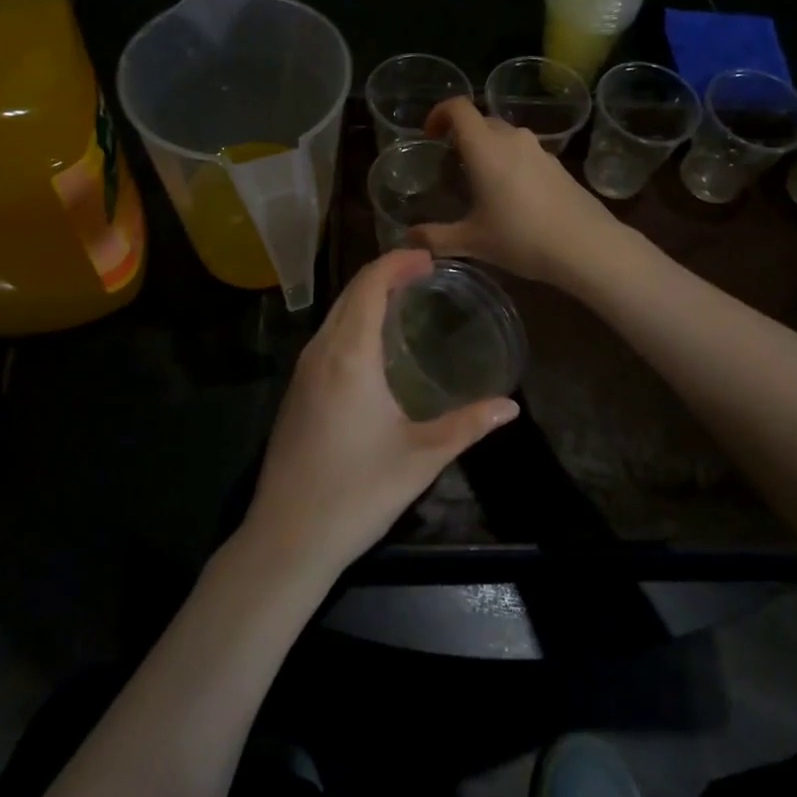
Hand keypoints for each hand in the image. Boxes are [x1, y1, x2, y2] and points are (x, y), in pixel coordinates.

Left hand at [242, 249, 519, 580]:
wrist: (286, 538)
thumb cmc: (357, 492)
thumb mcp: (420, 457)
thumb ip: (467, 426)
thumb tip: (510, 406)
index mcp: (349, 355)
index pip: (369, 285)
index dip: (397, 262)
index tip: (429, 257)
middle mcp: (320, 351)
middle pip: (350, 292)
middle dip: (384, 272)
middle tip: (423, 272)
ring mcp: (302, 371)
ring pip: (334, 313)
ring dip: (366, 295)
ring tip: (403, 297)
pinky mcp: (296, 391)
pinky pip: (326, 335)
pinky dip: (351, 319)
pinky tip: (372, 340)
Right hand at [414, 97, 626, 287]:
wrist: (586, 246)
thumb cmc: (522, 237)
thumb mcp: (473, 241)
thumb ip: (436, 237)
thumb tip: (409, 238)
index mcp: (485, 147)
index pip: (458, 107)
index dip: (439, 113)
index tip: (430, 135)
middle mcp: (512, 139)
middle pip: (481, 121)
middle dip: (462, 136)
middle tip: (451, 166)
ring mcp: (539, 150)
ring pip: (505, 137)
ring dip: (488, 150)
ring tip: (480, 183)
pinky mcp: (558, 165)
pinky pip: (525, 153)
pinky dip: (510, 163)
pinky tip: (512, 198)